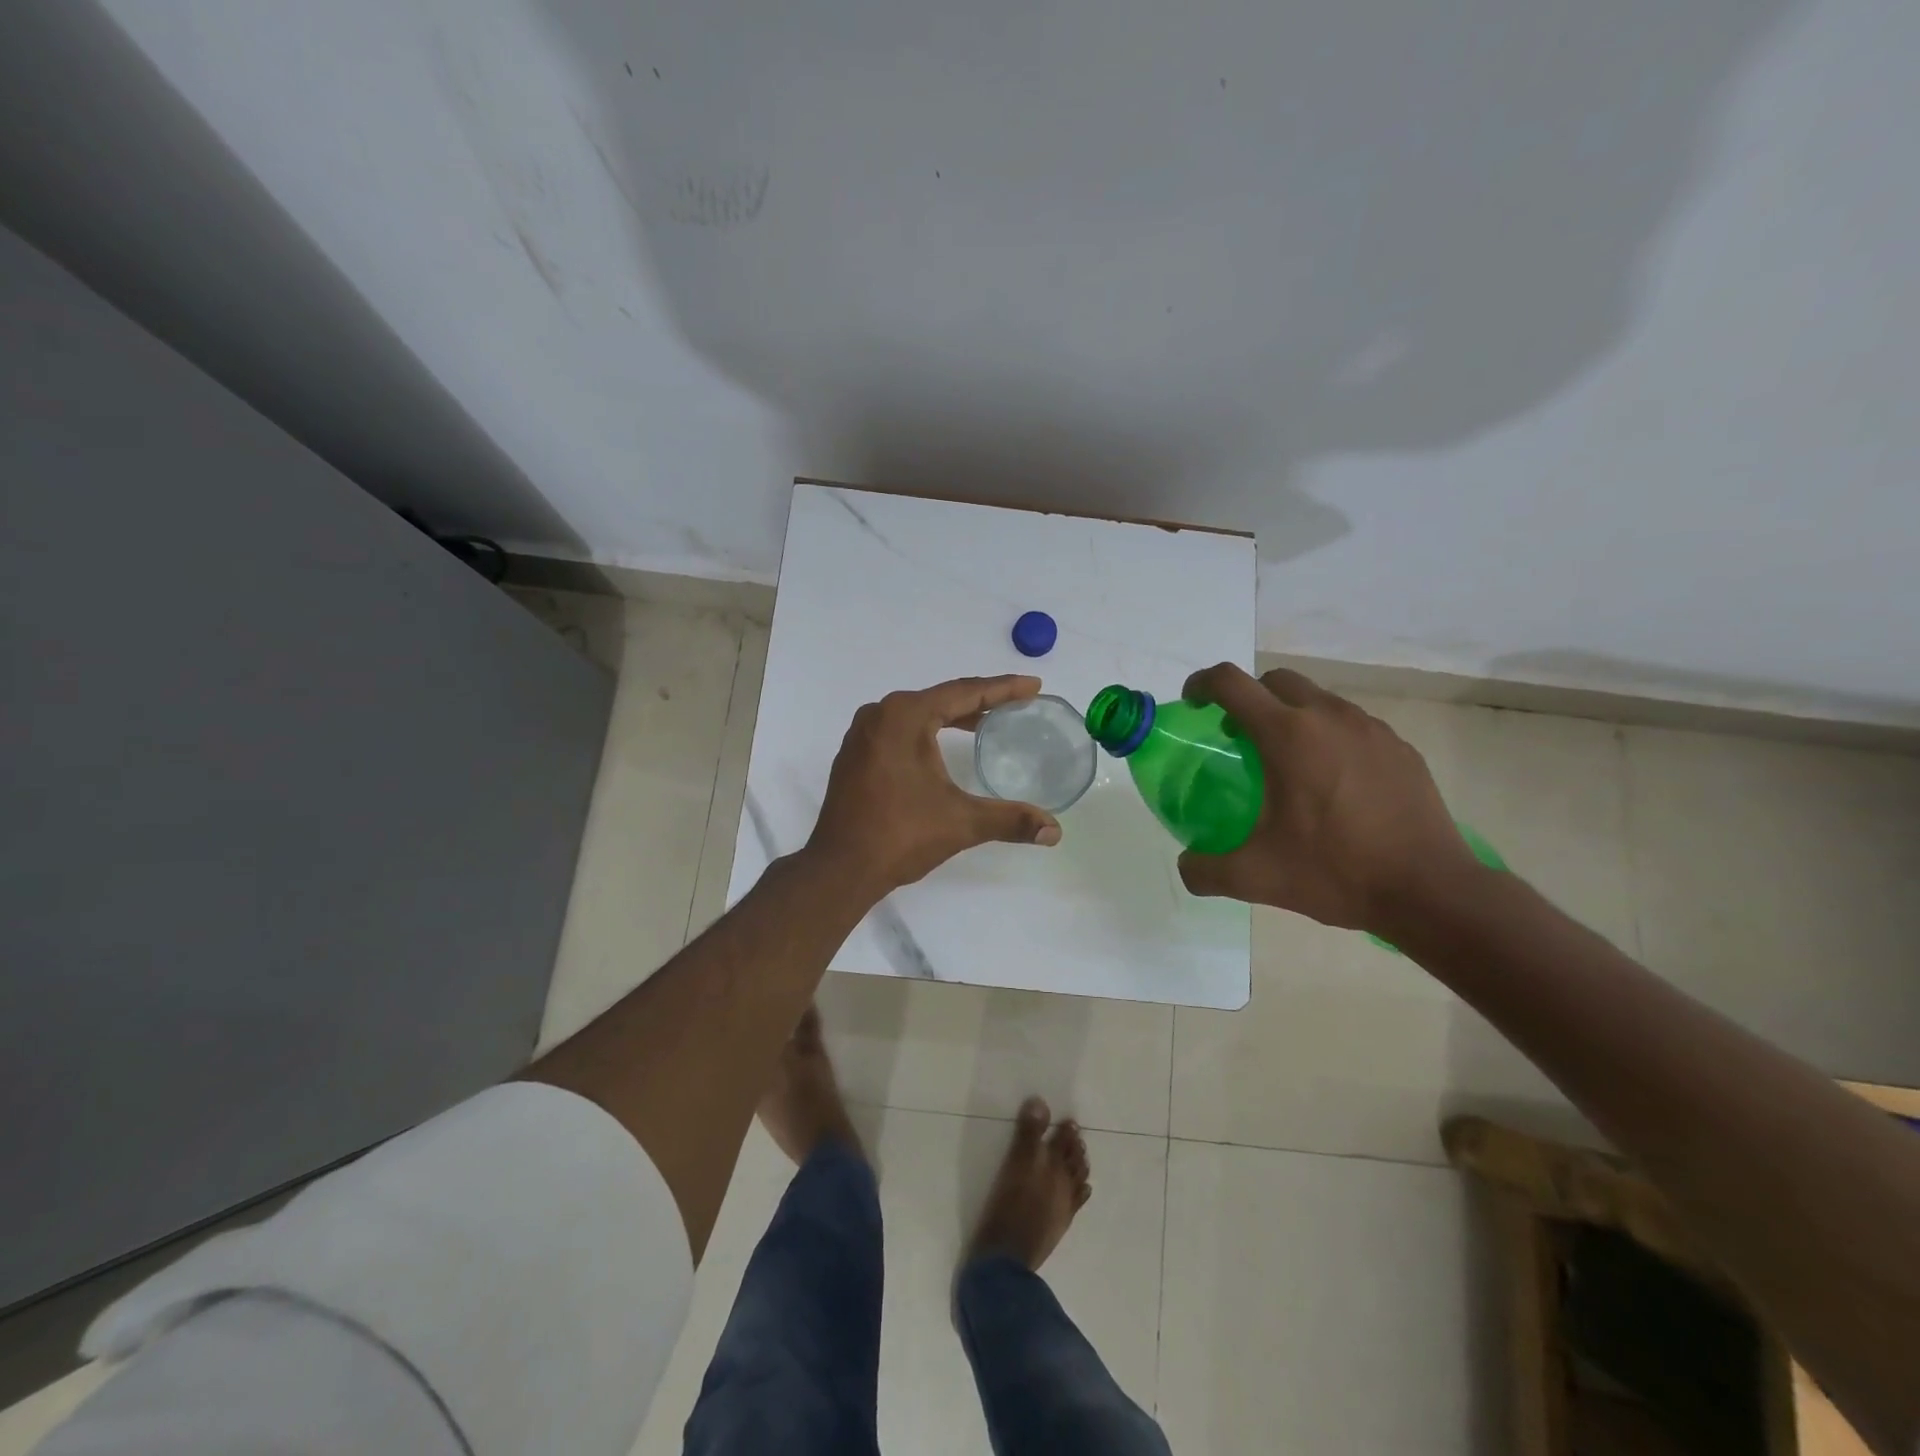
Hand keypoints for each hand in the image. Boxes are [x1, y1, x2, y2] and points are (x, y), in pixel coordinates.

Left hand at [807, 675, 1063, 895]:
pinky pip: (900, 730)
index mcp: (905, 716)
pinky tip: (943, 746)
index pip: (964, 692)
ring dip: (952, 716)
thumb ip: (1011, 820)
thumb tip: (1055, 832)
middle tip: (1017, 704)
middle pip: (941, 698)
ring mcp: (863, 734)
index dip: (1003, 689)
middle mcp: (880, 714)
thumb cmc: (900, 835)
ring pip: (918, 714)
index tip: (1034, 687)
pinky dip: (927, 731)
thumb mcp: (961, 823)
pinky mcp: (855, 754)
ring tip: (987, 723)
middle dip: (981, 701)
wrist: (839, 868)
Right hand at [1175, 664, 1480, 931]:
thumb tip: (1186, 867)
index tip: (1193, 704)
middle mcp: (1328, 717)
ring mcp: (1370, 729)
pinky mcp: (1399, 747)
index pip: (1232, 683)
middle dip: (1248, 698)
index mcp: (1287, 735)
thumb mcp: (1256, 877)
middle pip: (1275, 681)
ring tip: (1287, 762)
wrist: (1431, 891)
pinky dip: (1328, 736)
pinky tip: (1332, 782)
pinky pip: (1351, 724)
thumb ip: (1205, 870)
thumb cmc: (1336, 872)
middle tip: (1238, 737)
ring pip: (1317, 699)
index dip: (1202, 684)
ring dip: (1290, 715)